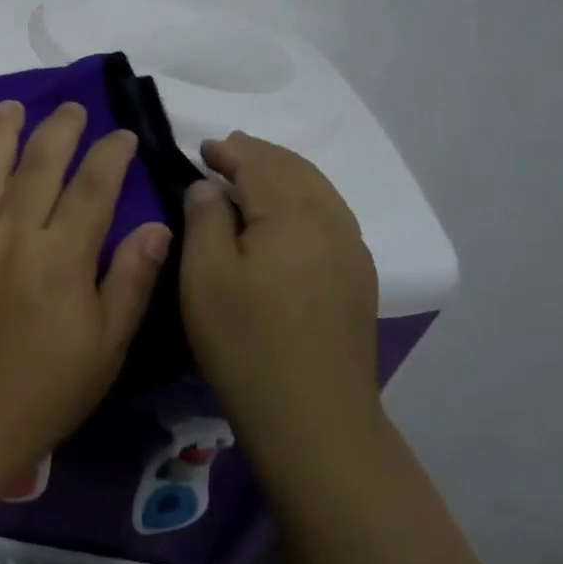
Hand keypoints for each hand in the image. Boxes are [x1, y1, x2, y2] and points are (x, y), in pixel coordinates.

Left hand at [0, 99, 171, 469]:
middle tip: (71, 108)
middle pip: (39, 165)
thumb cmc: (45, 388)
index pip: (94, 187)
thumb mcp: (106, 345)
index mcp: (62, 257)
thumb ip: (131, 280)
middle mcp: (15, 235)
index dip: (110, 155)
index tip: (122, 135)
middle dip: (59, 129)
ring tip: (10, 106)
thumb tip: (158, 226)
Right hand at [179, 131, 378, 419]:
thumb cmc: (246, 341)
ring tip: (257, 176)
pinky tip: (290, 218)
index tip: (203, 148)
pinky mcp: (359, 280)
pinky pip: (332, 217)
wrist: (312, 415)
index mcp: (291, 215)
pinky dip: (306, 200)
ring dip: (286, 175)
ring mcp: (353, 252)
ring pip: (320, 192)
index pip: (259, 164)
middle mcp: (331, 223)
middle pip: (296, 170)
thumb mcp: (204, 275)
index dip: (230, 151)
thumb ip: (204, 219)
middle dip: (261, 156)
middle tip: (228, 152)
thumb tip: (209, 186)